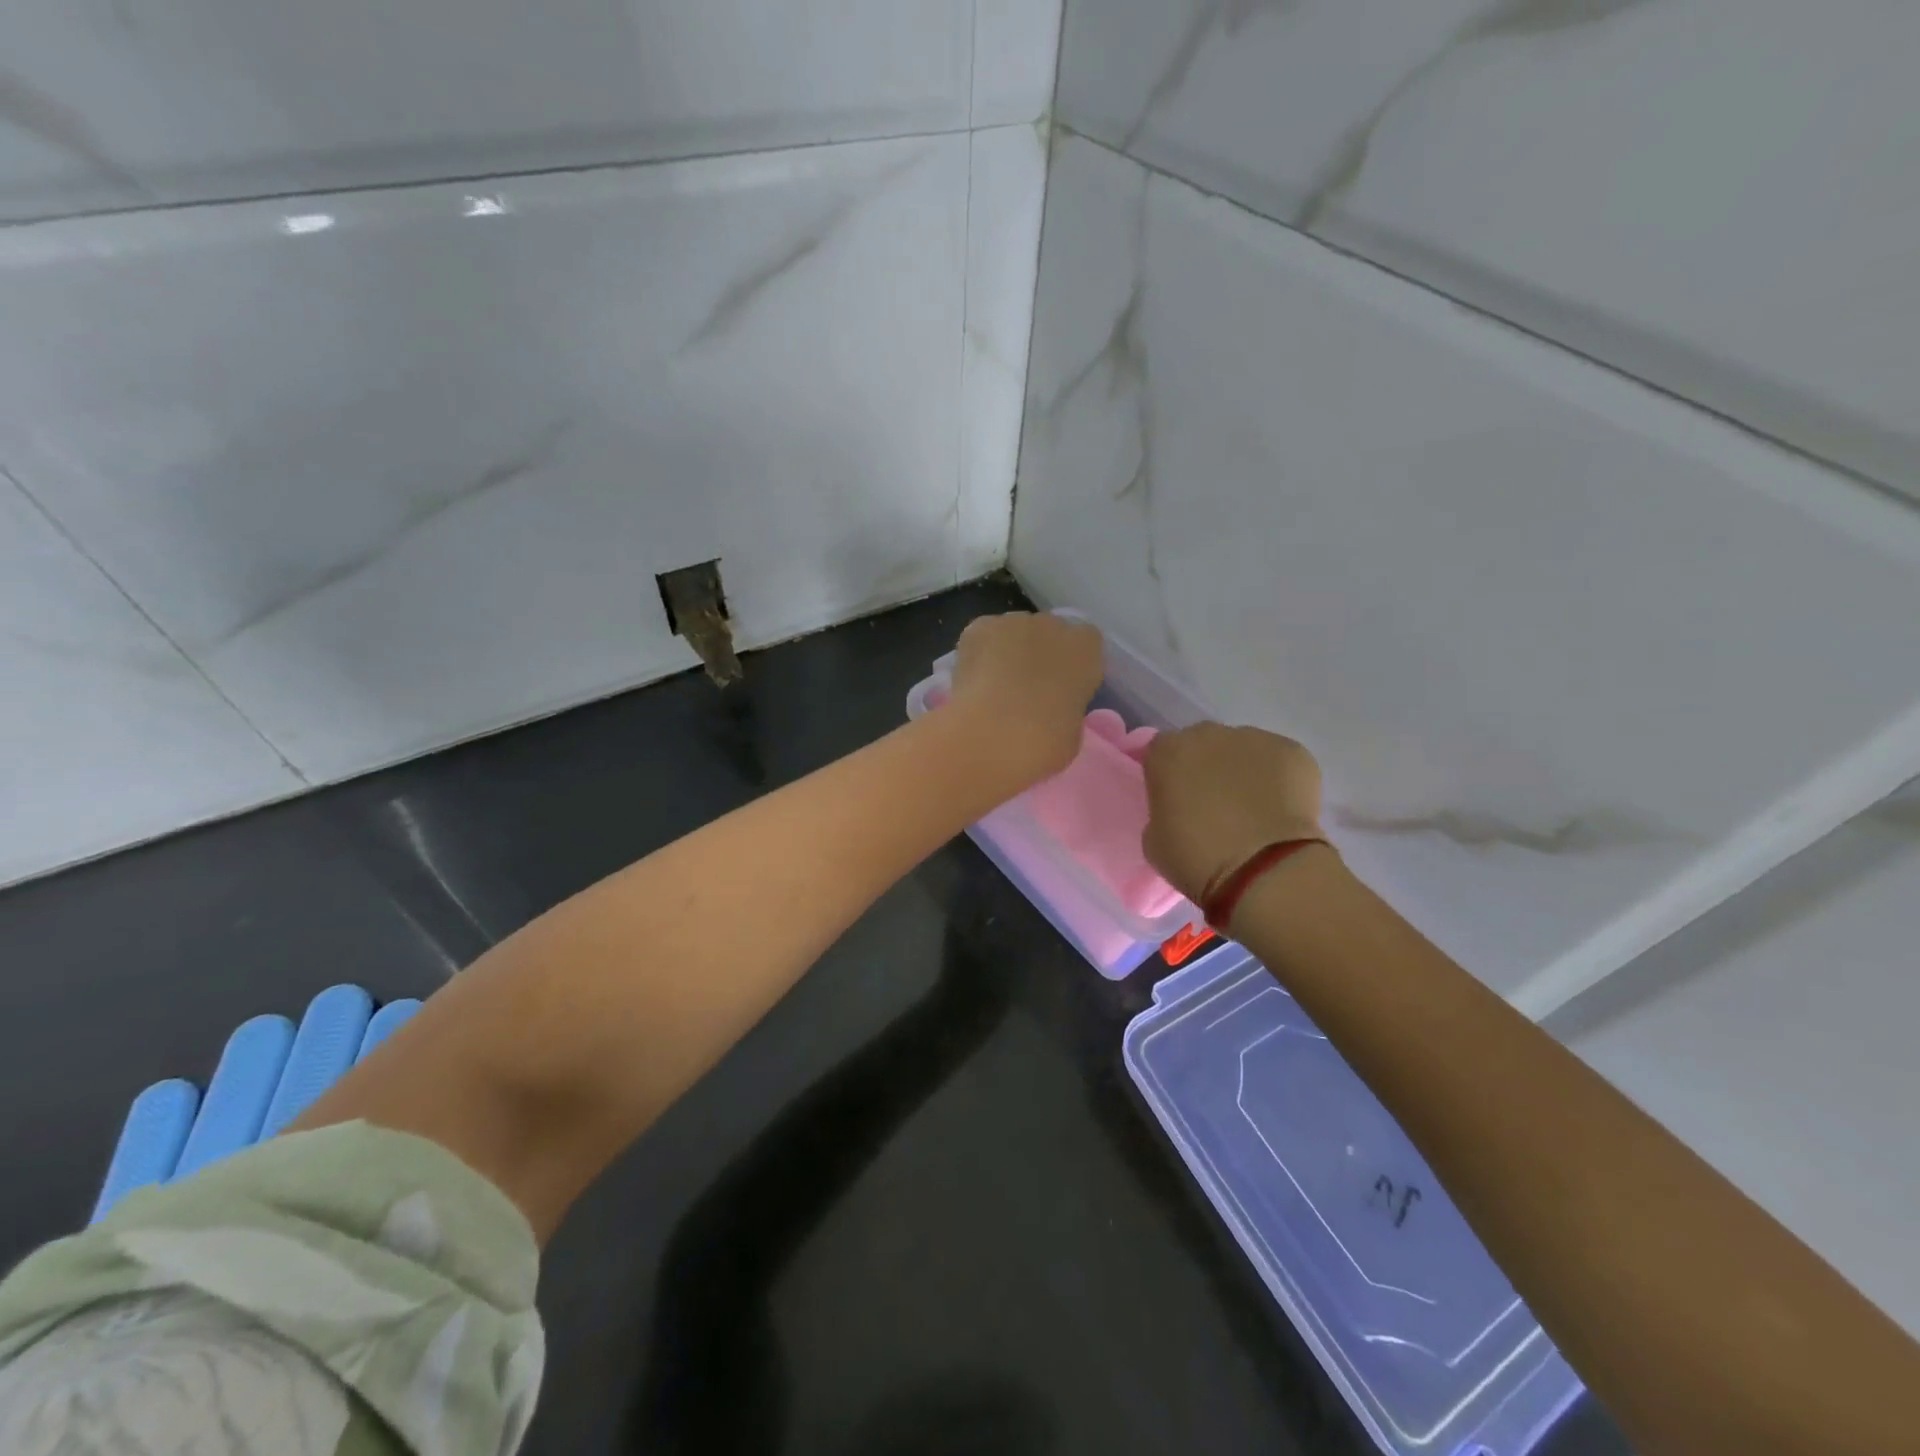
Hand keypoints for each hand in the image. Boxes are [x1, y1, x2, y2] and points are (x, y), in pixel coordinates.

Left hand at [945, 612, 1104, 781]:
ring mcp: (1013, 622)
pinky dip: (978, 652)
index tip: (1061, 687)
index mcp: (1087, 648)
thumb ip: (1067, 705)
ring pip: (1013, 631)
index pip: (1085, 642)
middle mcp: (1053, 625)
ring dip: (1007, 651)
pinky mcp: (979, 628)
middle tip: (1025, 689)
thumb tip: (1052, 705)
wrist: (994, 734)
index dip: (1071, 664)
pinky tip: (972, 679)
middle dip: (1038, 653)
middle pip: (1048, 632)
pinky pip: (982, 635)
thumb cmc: (1044, 742)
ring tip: (993, 686)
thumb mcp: (1073, 729)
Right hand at [1143, 723, 1323, 901]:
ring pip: (1244, 749)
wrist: (1262, 869)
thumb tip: (1179, 809)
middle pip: (1204, 743)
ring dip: (1244, 771)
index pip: (1161, 752)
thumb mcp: (1154, 839)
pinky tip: (1281, 810)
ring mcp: (1254, 739)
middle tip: (1215, 804)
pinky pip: (1280, 761)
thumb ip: (1163, 810)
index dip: (1169, 775)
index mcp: (1167, 752)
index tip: (1176, 800)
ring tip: (1254, 810)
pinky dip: (1280, 779)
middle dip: (1207, 766)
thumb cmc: (1196, 858)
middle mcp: (1208, 735)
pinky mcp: (1293, 751)